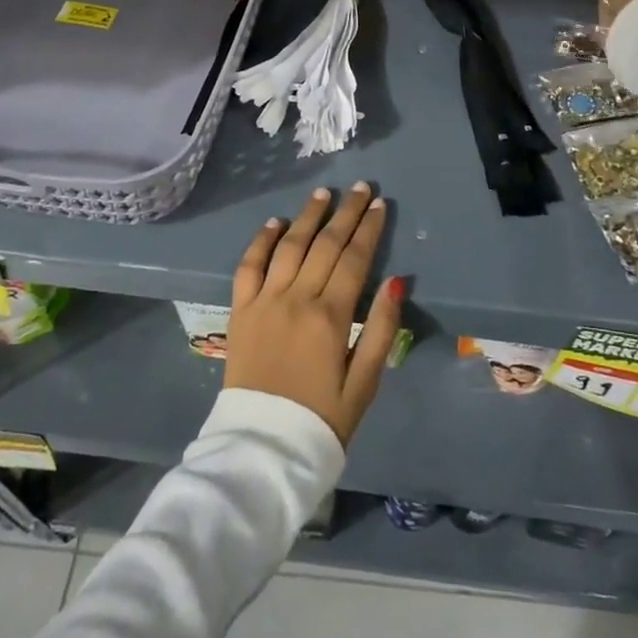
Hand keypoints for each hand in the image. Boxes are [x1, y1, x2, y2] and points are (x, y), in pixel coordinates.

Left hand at [225, 183, 403, 444]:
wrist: (263, 449)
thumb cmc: (322, 419)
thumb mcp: (364, 383)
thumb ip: (380, 330)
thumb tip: (397, 282)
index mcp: (331, 316)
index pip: (354, 259)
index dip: (368, 229)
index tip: (379, 204)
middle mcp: (296, 298)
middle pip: (325, 245)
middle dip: (345, 213)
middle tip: (359, 187)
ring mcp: (264, 301)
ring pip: (289, 246)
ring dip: (307, 217)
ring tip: (322, 194)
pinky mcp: (240, 310)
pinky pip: (248, 266)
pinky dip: (261, 241)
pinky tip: (274, 223)